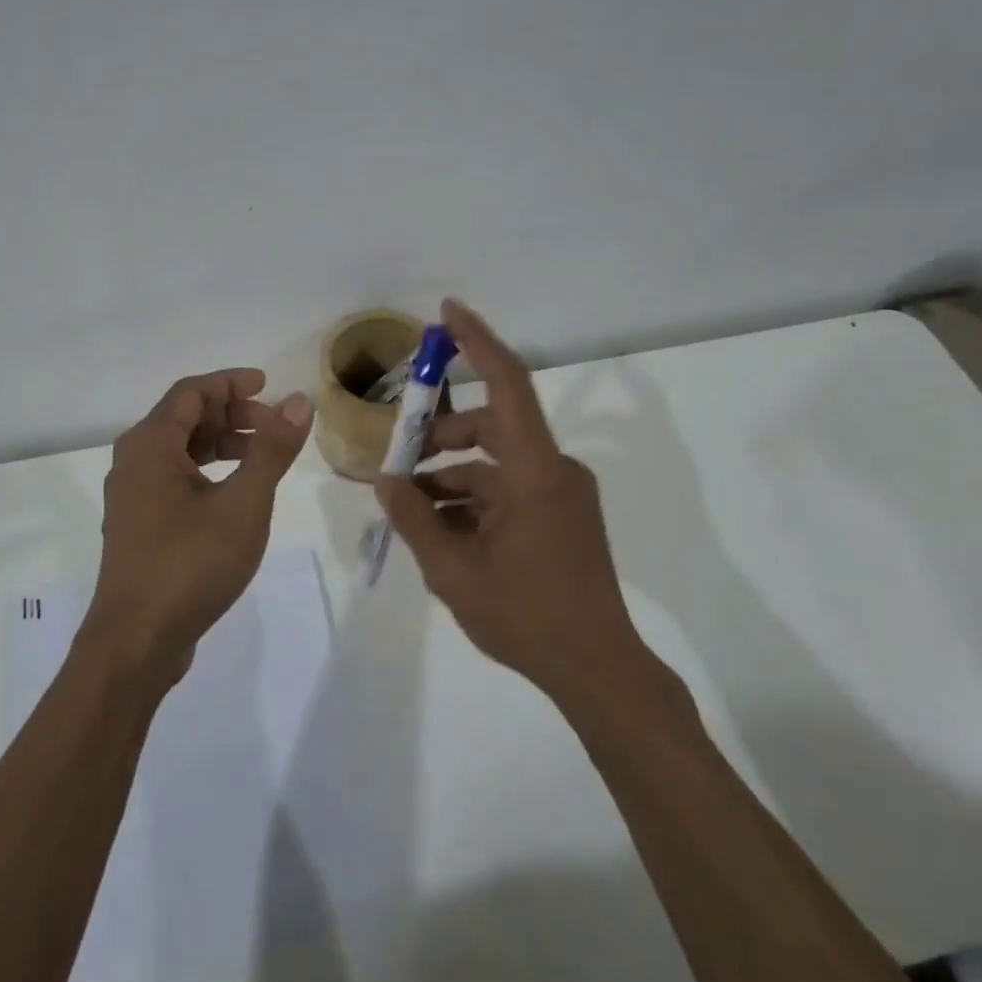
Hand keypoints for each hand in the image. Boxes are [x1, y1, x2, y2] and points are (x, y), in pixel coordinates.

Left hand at [86, 368, 312, 683]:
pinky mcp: (138, 524)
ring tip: (262, 458)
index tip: (269, 386)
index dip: (232, 383)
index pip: (192, 391)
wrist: (136, 641)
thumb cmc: (191, 562)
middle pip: (184, 417)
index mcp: (150, 444)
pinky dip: (207, 472)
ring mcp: (132, 495)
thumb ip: (272, 449)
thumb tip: (299, 402)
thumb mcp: (244, 502)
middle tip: (274, 427)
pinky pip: (173, 478)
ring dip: (221, 444)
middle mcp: (133, 461)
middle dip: (232, 415)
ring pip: (179, 450)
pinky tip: (234, 493)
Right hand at [377, 300, 667, 710]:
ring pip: (495, 463)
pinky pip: (509, 490)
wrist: (596, 669)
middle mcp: (554, 470)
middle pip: (490, 426)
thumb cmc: (525, 615)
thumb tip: (385, 482)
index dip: (477, 342)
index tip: (447, 312)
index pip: (507, 385)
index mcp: (535, 470)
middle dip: (439, 435)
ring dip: (451, 475)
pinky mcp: (561, 516)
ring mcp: (560, 494)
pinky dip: (473, 498)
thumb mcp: (452, 569)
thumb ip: (414, 518)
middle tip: (396, 453)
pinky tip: (440, 528)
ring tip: (408, 505)